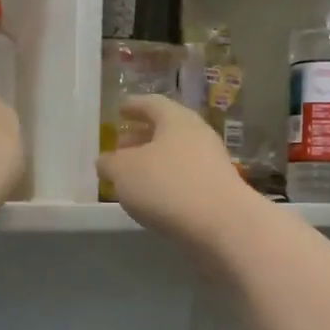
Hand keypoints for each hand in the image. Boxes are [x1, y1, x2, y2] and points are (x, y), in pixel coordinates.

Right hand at [97, 95, 256, 249]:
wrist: (223, 225)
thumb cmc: (168, 186)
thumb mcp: (124, 172)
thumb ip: (110, 163)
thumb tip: (106, 161)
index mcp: (176, 119)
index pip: (152, 104)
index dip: (133, 106)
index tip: (120, 110)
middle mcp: (198, 135)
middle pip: (166, 130)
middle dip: (142, 136)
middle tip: (121, 145)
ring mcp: (212, 163)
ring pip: (176, 155)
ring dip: (154, 162)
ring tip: (132, 176)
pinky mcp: (217, 191)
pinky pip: (186, 178)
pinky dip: (167, 182)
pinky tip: (154, 198)